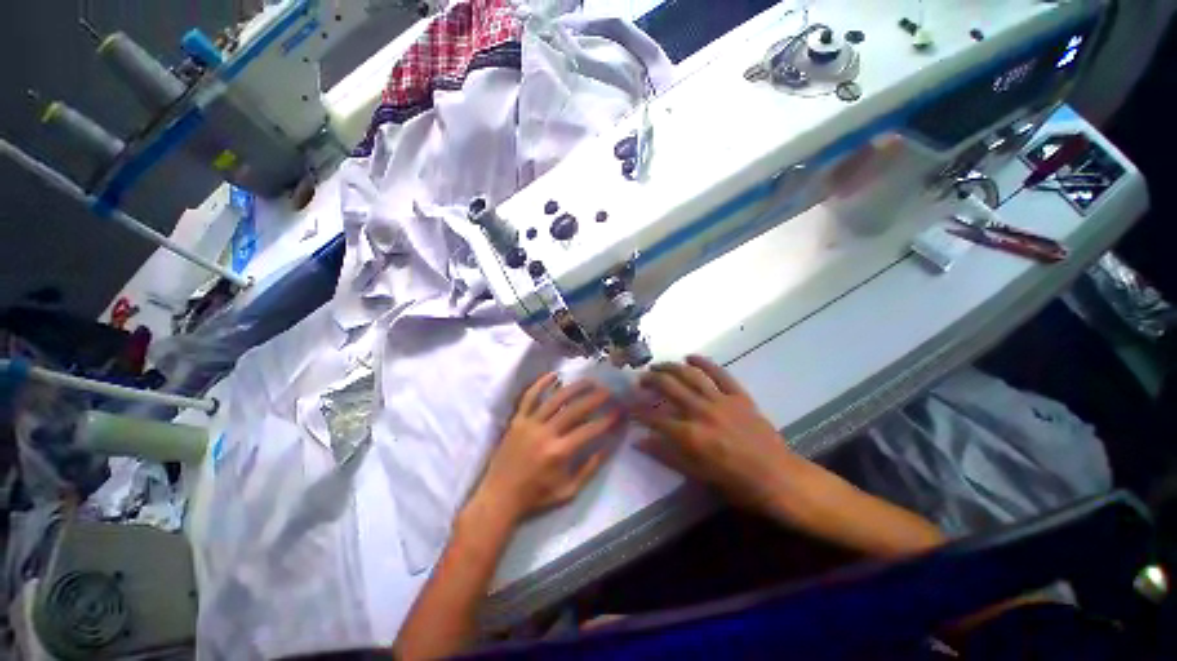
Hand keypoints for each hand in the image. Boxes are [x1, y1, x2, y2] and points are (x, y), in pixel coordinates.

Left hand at [474, 373, 621, 521]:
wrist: (499, 497)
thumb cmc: (536, 496)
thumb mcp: (569, 490)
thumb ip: (590, 468)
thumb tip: (609, 446)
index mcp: (559, 452)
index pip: (589, 430)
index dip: (607, 419)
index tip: (619, 411)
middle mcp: (545, 433)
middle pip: (574, 409)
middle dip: (595, 398)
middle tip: (608, 391)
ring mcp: (529, 423)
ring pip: (555, 398)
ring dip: (574, 387)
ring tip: (589, 380)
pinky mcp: (517, 420)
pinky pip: (529, 397)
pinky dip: (541, 383)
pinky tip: (554, 374)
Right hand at [636, 355, 798, 512]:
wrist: (780, 478)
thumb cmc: (737, 483)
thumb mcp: (697, 475)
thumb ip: (666, 455)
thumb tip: (639, 441)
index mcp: (691, 436)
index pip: (655, 418)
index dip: (638, 410)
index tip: (629, 405)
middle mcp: (702, 412)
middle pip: (669, 387)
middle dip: (650, 380)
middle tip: (640, 379)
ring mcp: (721, 400)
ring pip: (690, 375)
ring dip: (670, 367)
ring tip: (657, 365)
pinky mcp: (739, 395)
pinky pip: (719, 373)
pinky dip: (703, 362)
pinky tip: (690, 356)